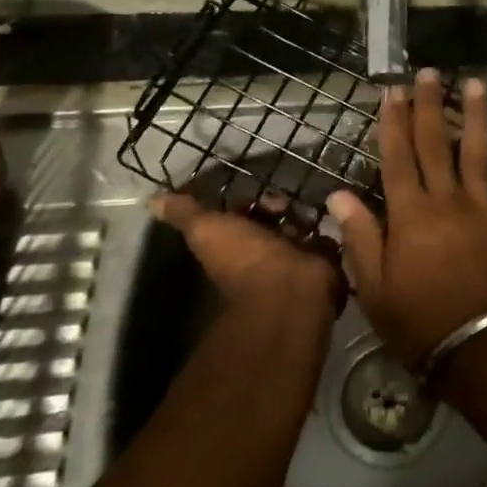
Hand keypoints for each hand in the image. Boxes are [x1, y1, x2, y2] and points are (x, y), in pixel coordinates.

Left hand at [150, 189, 341, 313]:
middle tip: (288, 201)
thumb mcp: (206, 229)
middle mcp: (264, 256)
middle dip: (280, 208)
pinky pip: (327, 242)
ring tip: (314, 205)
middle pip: (272, 223)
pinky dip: (330, 229)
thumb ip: (185, 213)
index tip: (260, 196)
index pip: (243, 218)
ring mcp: (294, 263)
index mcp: (237, 247)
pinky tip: (335, 213)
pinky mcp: (323, 266)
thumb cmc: (244, 259)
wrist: (287, 289)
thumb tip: (151, 200)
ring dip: (305, 217)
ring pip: (301, 230)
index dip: (250, 204)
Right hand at [328, 68, 486, 368]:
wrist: (481, 348)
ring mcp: (483, 207)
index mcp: (410, 214)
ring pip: (477, 152)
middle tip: (431, 72)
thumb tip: (338, 194)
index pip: (397, 156)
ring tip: (474, 84)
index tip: (393, 89)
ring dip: (474, 116)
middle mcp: (446, 200)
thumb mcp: (374, 287)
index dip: (393, 121)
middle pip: (436, 143)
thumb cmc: (419, 322)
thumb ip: (359, 237)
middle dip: (430, 105)